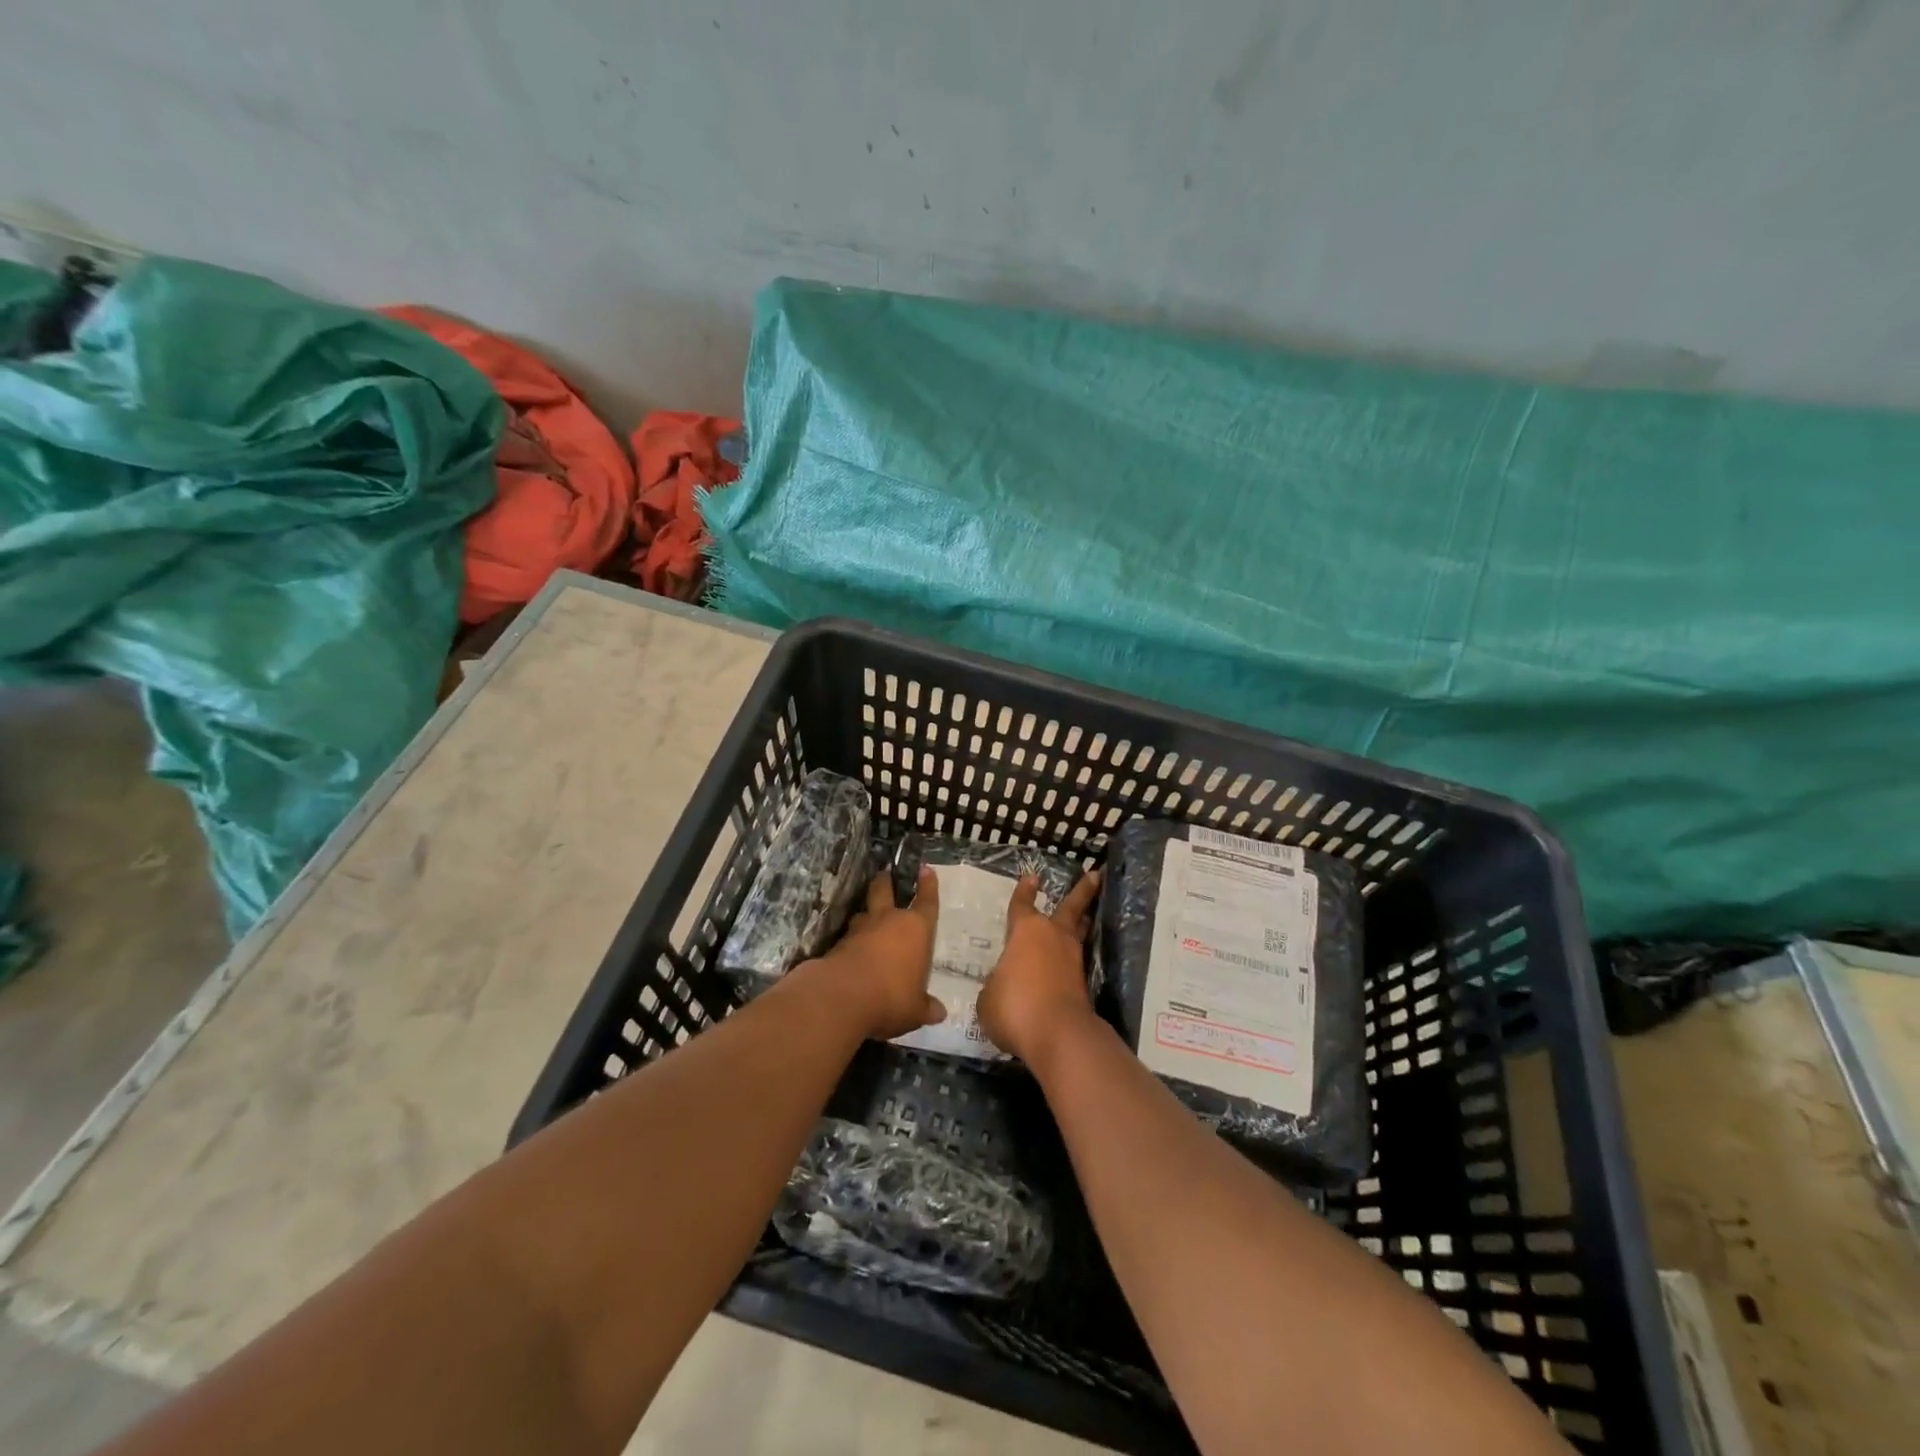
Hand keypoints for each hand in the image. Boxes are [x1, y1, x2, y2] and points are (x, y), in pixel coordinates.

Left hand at [801, 869, 944, 1040]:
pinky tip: (853, 954)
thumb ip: (926, 1007)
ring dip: (866, 916)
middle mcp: (887, 921)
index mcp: (915, 929)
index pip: (926, 901)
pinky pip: (849, 938)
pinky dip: (852, 943)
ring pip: (863, 913)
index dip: (928, 885)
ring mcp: (860, 930)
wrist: (842, 997)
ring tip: (867, 920)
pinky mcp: (837, 945)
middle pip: (884, 890)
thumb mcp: (915, 1010)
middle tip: (885, 876)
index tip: (925, 868)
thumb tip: (940, 1013)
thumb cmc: (891, 997)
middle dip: (885, 882)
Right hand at [977, 870, 1101, 1066]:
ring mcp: (1072, 960)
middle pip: (1070, 908)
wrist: (1058, 1035)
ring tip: (1087, 913)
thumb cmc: (1015, 1007)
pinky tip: (1067, 964)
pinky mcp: (1083, 985)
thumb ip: (996, 984)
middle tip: (1095, 875)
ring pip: (1078, 932)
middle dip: (1082, 891)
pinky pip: (1075, 963)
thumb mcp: (989, 997)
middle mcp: (1052, 937)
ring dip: (1083, 921)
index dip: (1024, 892)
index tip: (1032, 877)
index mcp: (1025, 932)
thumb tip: (1005, 985)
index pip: (1022, 905)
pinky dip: (1072, 959)